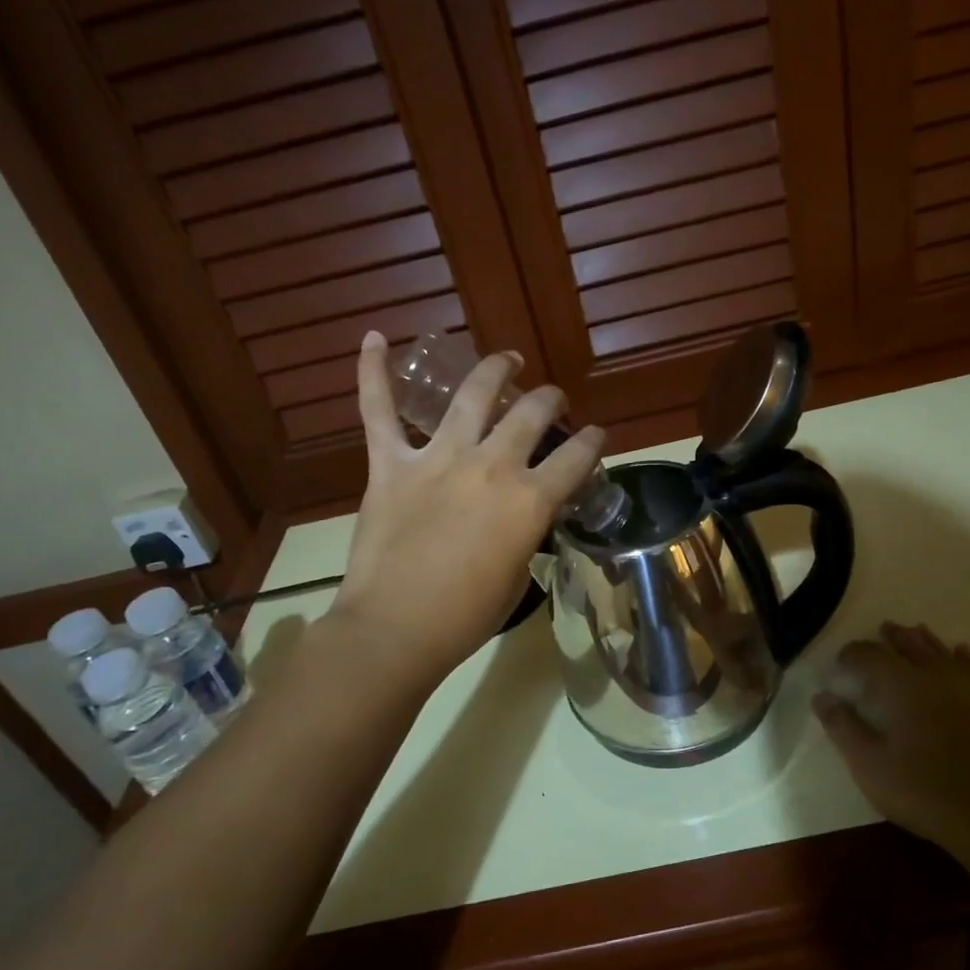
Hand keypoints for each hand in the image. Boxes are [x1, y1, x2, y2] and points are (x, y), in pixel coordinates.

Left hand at [326, 331, 605, 683]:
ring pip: (471, 397)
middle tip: (552, 399)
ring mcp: (437, 460)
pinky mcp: (390, 466)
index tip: (597, 435)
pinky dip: (373, 373)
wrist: (395, 630)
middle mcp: (491, 467)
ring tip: (506, 359)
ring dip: (493, 370)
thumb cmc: (464, 618)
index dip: (593, 443)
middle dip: (550, 400)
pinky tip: (375, 338)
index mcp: (529, 501)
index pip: (576, 458)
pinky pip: (378, 412)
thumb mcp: (516, 577)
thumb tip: (519, 518)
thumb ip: (524, 534)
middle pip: (531, 415)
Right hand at [814, 621, 969, 850]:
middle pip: (910, 644)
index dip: (852, 654)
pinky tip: (961, 654)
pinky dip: (962, 657)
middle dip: (892, 637)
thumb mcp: (870, 766)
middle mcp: (936, 675)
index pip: (869, 655)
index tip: (841, 663)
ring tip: (915, 633)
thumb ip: (843, 728)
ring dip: (925, 640)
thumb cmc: (926, 792)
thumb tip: (821, 697)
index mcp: (901, 685)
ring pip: (943, 651)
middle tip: (882, 631)